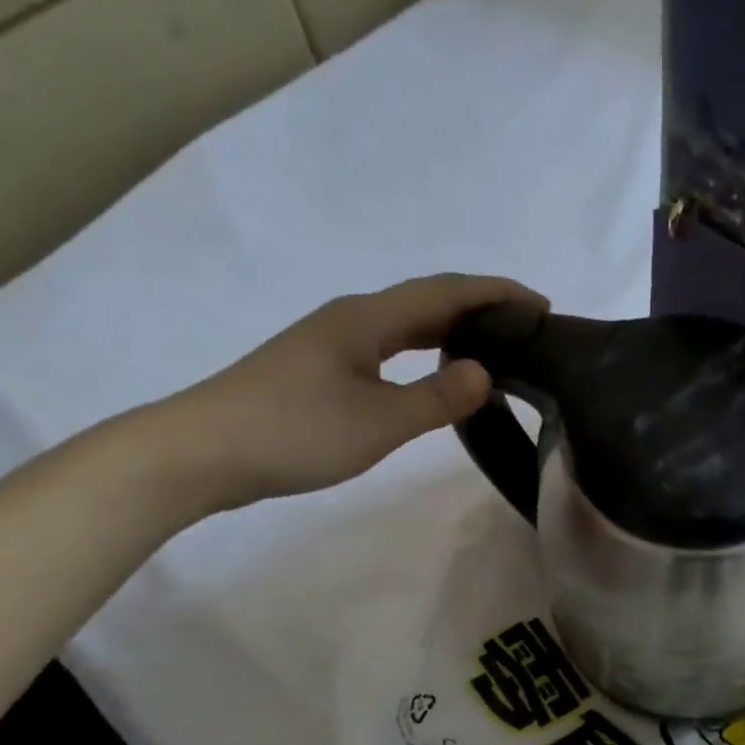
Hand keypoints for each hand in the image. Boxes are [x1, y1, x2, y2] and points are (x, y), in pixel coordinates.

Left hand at [141, 272, 545, 513]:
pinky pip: (388, 348)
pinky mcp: (319, 370)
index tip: (542, 305)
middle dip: (479, 308)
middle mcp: (350, 318)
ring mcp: (331, 343)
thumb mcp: (379, 420)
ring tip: (491, 347)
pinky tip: (430, 373)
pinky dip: (422, 353)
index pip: (445, 293)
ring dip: (450, 330)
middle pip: (425, 301)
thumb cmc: (295, 431)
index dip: (496, 293)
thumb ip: (437, 398)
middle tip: (525, 329)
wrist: (203, 451)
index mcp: (367, 318)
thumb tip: (487, 373)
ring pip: (404, 325)